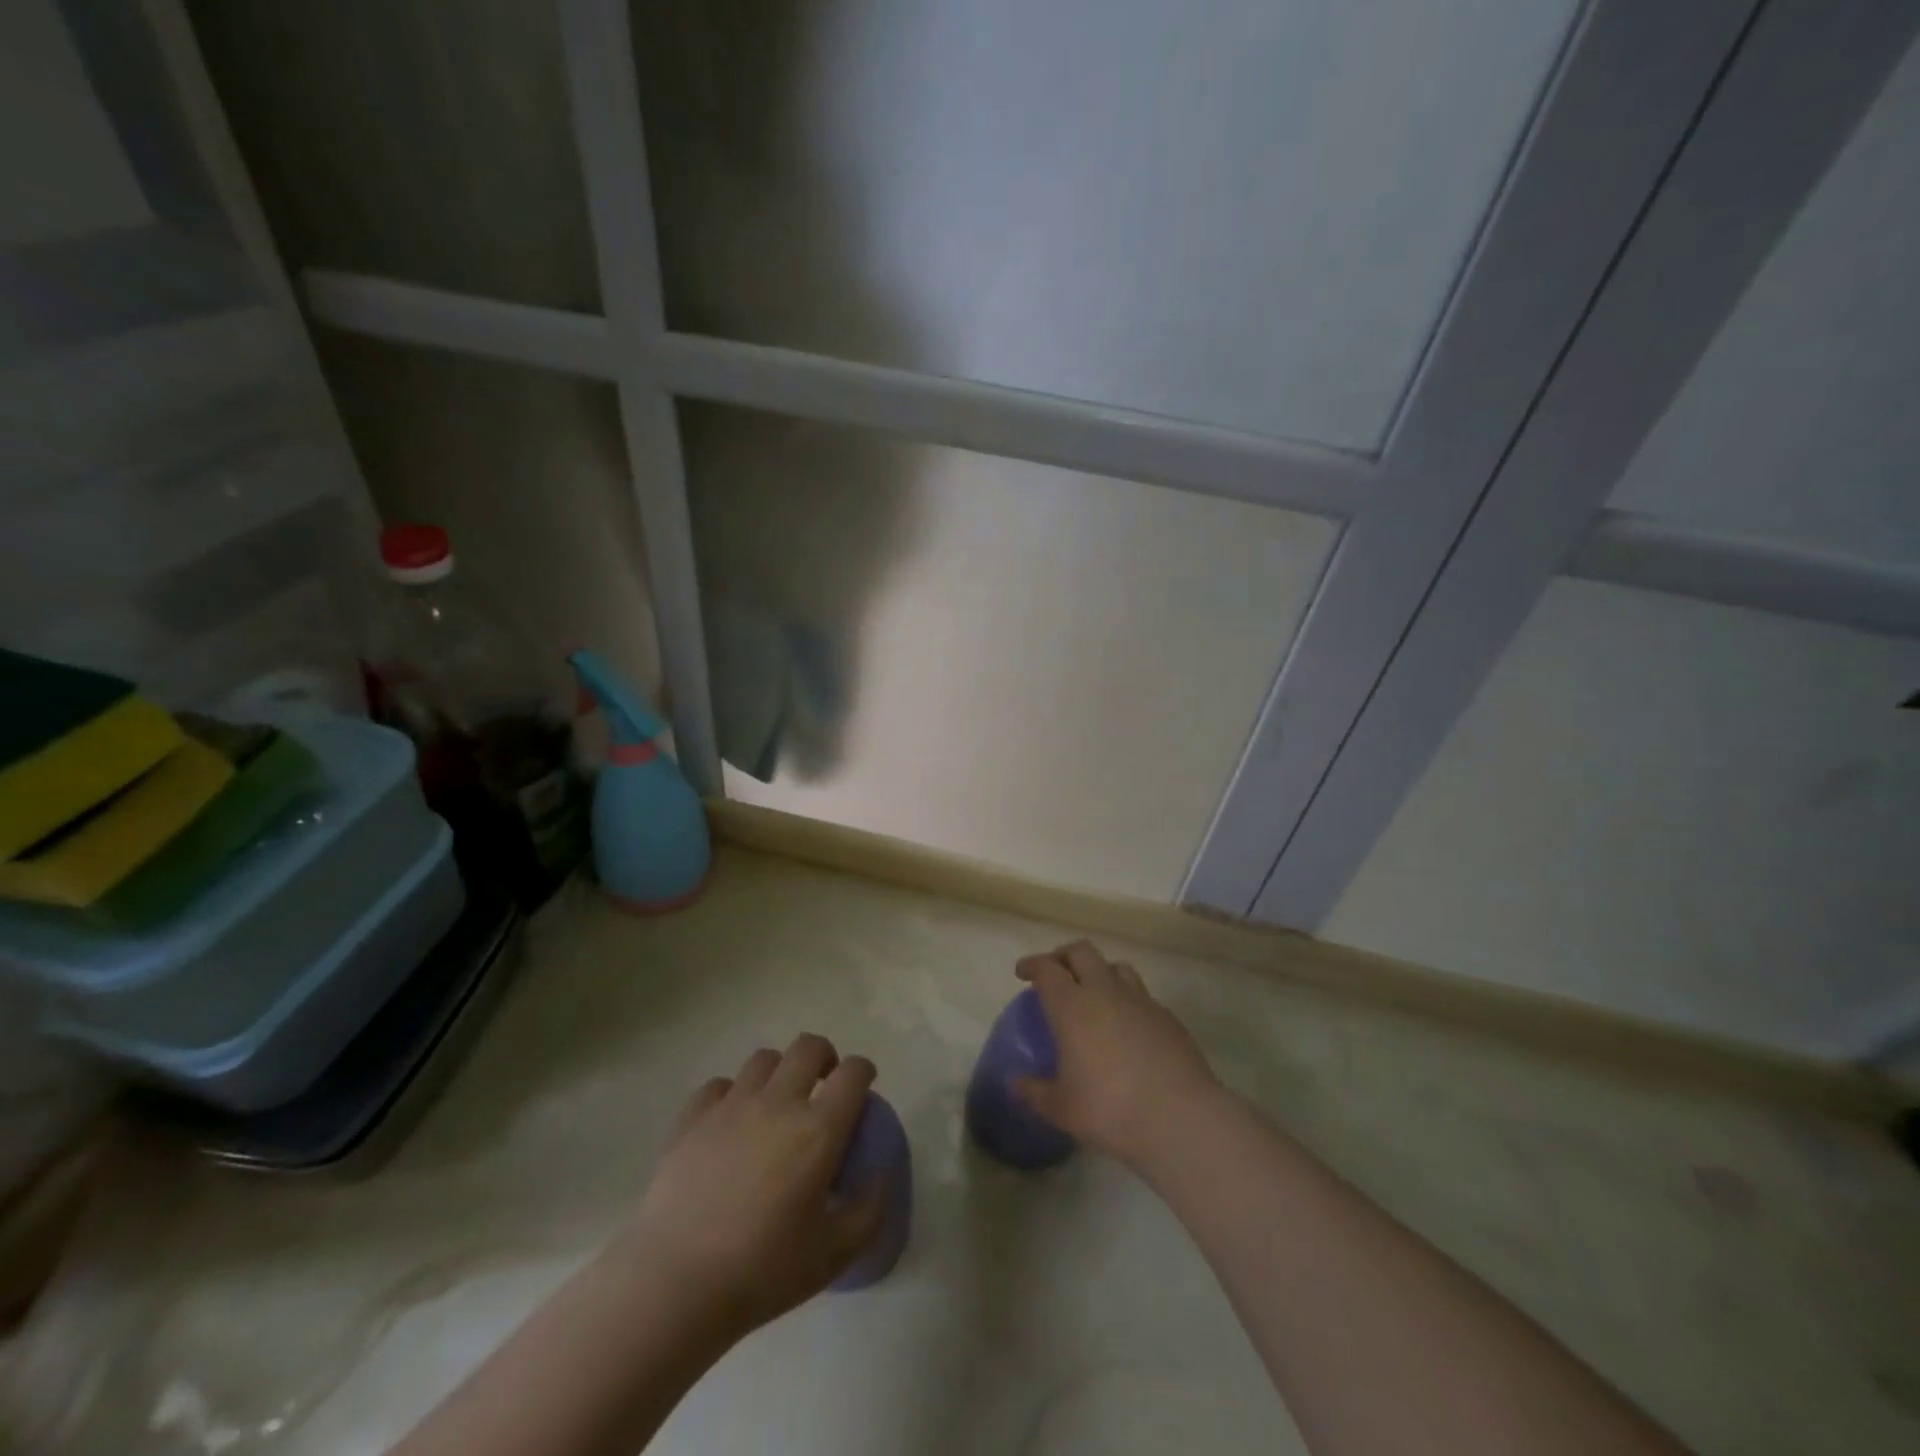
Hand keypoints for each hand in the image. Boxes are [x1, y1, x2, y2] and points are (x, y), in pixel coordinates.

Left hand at [619, 1035, 884, 1343]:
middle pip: (808, 1047)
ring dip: (779, 1072)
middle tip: (823, 1085)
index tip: (863, 1088)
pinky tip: (730, 1122)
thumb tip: (880, 1176)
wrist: (674, 1284)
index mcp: (818, 1129)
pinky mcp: (692, 1118)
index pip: (853, 1073)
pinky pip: (718, 1085)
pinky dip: (731, 1094)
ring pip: (764, 1059)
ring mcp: (731, 1105)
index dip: (863, 1072)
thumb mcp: (834, 1255)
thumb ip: (868, 1211)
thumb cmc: (761, 1271)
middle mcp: (778, 1102)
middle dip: (824, 1056)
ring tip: (776, 1102)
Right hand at [1013, 941, 1223, 1171]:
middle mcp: (1105, 992)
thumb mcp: (1062, 1109)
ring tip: (1093, 993)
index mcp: (1072, 1006)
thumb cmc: (1111, 1110)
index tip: (1023, 973)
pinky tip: (1127, 1026)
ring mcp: (1140, 1000)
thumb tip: (1015, 1084)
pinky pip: (1141, 995)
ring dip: (1099, 971)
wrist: (1180, 1118)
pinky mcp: (1167, 1016)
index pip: (1047, 969)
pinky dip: (1127, 1000)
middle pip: (1081, 952)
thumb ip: (1035, 1092)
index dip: (1032, 965)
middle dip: (1063, 956)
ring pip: (1115, 967)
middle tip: (1055, 973)